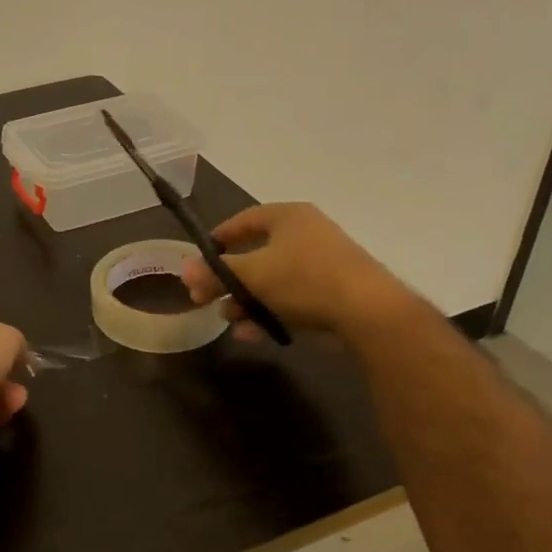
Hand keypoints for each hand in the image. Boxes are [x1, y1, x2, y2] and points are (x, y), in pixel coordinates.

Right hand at [179, 203, 409, 340]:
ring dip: (246, 301)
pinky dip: (270, 313)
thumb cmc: (304, 279)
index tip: (199, 259)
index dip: (219, 238)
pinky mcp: (332, 293)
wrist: (367, 312)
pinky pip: (291, 299)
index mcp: (288, 217)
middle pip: (256, 254)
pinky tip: (252, 334)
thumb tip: (183, 270)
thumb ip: (216, 273)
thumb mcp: (252, 275)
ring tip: (229, 320)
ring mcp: (322, 264)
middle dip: (228, 280)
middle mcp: (306, 234)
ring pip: (272, 281)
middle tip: (205, 298)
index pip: (244, 220)